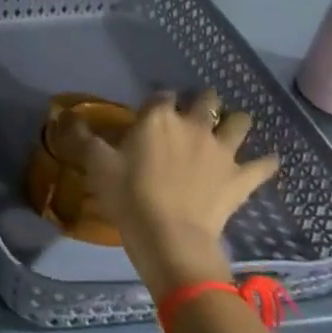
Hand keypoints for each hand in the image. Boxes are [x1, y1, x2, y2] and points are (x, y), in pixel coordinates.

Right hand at [78, 90, 279, 293]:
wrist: (170, 237)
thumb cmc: (129, 197)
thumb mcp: (96, 165)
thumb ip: (82, 138)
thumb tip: (66, 117)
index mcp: (158, 118)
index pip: (161, 95)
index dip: (158, 101)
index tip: (152, 111)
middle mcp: (194, 125)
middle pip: (206, 99)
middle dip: (202, 101)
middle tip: (194, 114)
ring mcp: (222, 150)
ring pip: (240, 122)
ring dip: (236, 122)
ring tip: (230, 128)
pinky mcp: (241, 177)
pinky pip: (264, 164)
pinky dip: (266, 162)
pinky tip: (266, 161)